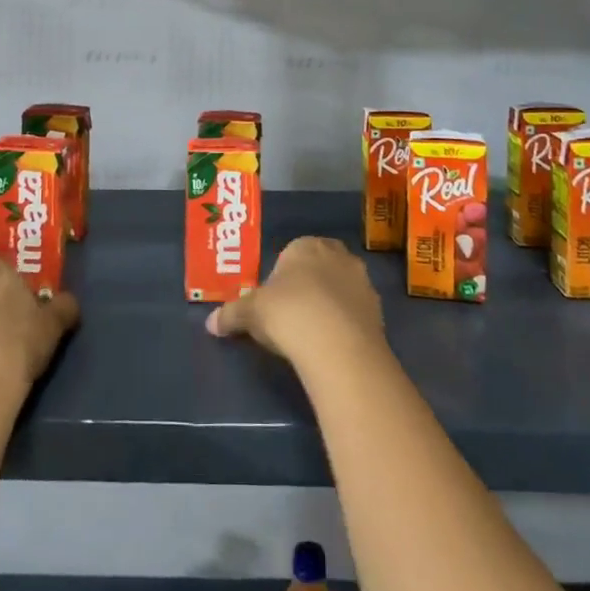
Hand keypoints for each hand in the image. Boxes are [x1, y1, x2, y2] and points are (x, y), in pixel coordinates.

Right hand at [205, 235, 384, 368]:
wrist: (337, 344)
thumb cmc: (288, 313)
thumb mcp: (250, 313)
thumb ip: (231, 315)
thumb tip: (210, 323)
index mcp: (305, 245)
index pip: (292, 252)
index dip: (282, 276)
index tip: (273, 300)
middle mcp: (338, 255)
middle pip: (320, 267)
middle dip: (309, 285)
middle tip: (292, 313)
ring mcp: (363, 282)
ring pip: (341, 288)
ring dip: (330, 304)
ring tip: (313, 333)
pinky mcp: (379, 311)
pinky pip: (356, 312)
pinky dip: (346, 324)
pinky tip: (332, 345)